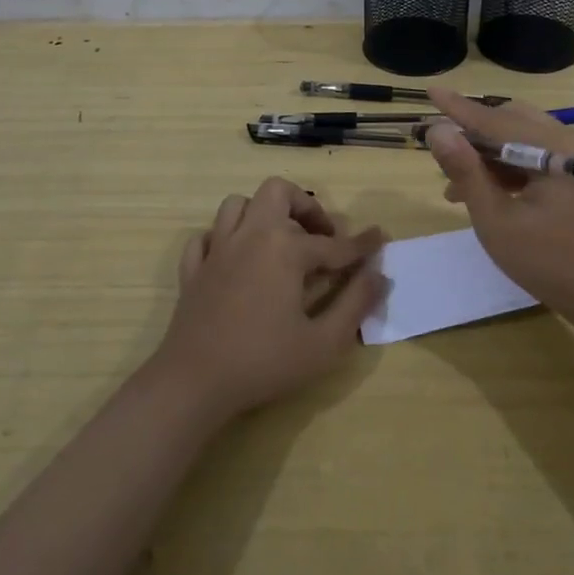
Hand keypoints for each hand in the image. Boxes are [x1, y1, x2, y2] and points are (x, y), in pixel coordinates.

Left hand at [151, 177, 386, 418]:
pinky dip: (223, 239)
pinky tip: (236, 259)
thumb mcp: (324, 342)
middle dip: (304, 206)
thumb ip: (356, 304)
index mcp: (285, 249)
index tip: (380, 238)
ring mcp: (217, 250)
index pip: (334, 243)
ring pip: (237, 205)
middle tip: (320, 236)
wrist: (193, 383)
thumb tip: (380, 275)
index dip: (361, 244)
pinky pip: (206, 237)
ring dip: (262, 214)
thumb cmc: (264, 362)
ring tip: (279, 241)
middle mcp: (251, 236)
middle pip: (277, 192)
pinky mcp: (193, 269)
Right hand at [425, 89, 573, 330]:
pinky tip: (483, 193)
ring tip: (454, 185)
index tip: (430, 91)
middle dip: (473, 134)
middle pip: (511, 121)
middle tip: (441, 155)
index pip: (495, 119)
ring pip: (522, 139)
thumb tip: (437, 131)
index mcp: (556, 147)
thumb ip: (466, 172)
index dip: (458, 108)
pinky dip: (508, 168)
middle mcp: (571, 142)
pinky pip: (536, 157)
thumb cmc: (551, 263)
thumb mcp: (497, 221)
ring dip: (488, 154)